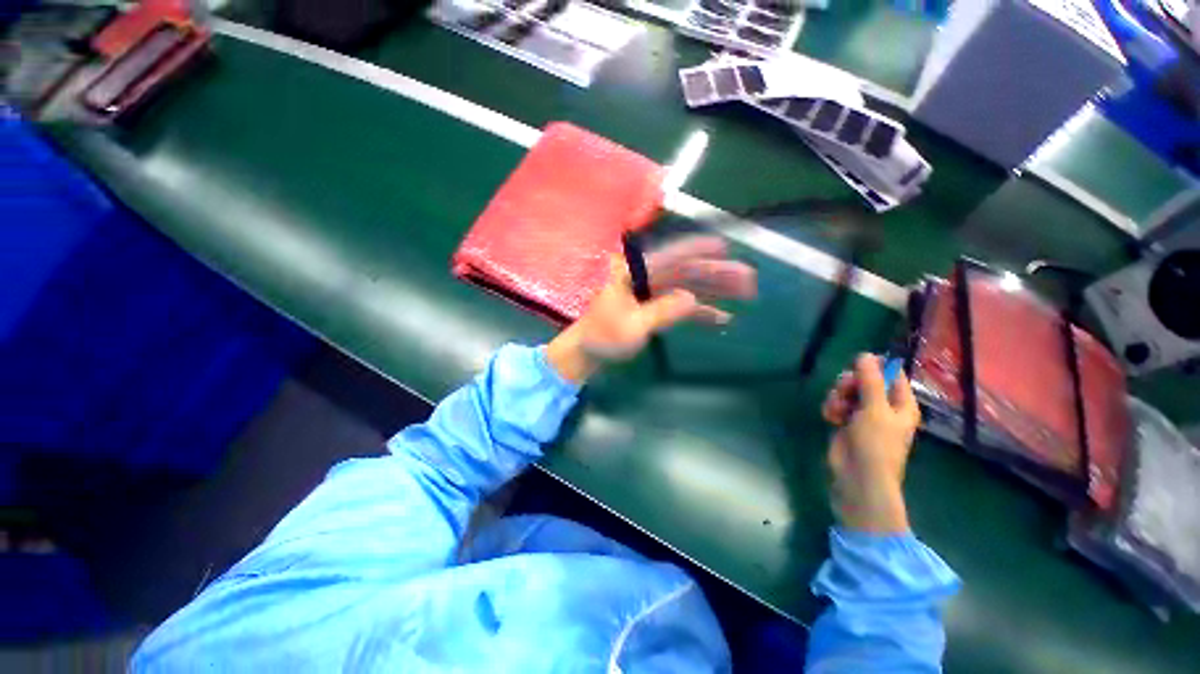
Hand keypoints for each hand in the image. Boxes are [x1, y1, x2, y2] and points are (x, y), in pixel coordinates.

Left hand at [546, 236, 755, 382]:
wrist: (587, 353)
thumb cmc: (603, 338)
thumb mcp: (631, 327)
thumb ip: (661, 311)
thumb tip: (692, 298)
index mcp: (633, 274)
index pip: (669, 256)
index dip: (697, 249)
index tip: (724, 246)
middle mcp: (643, 278)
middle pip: (684, 271)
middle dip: (716, 274)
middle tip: (748, 279)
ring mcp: (649, 293)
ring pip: (686, 286)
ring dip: (714, 291)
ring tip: (744, 294)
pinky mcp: (652, 307)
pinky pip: (679, 305)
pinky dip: (699, 311)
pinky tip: (720, 318)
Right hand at [821, 354, 921, 533]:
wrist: (858, 478)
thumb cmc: (876, 444)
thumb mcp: (874, 409)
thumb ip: (870, 381)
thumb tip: (865, 354)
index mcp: (901, 403)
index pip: (891, 375)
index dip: (874, 368)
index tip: (856, 366)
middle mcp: (884, 406)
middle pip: (865, 380)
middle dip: (850, 383)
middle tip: (843, 390)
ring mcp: (864, 415)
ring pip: (847, 391)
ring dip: (837, 396)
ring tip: (835, 409)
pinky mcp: (846, 422)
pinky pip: (837, 404)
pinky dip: (832, 407)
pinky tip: (829, 417)